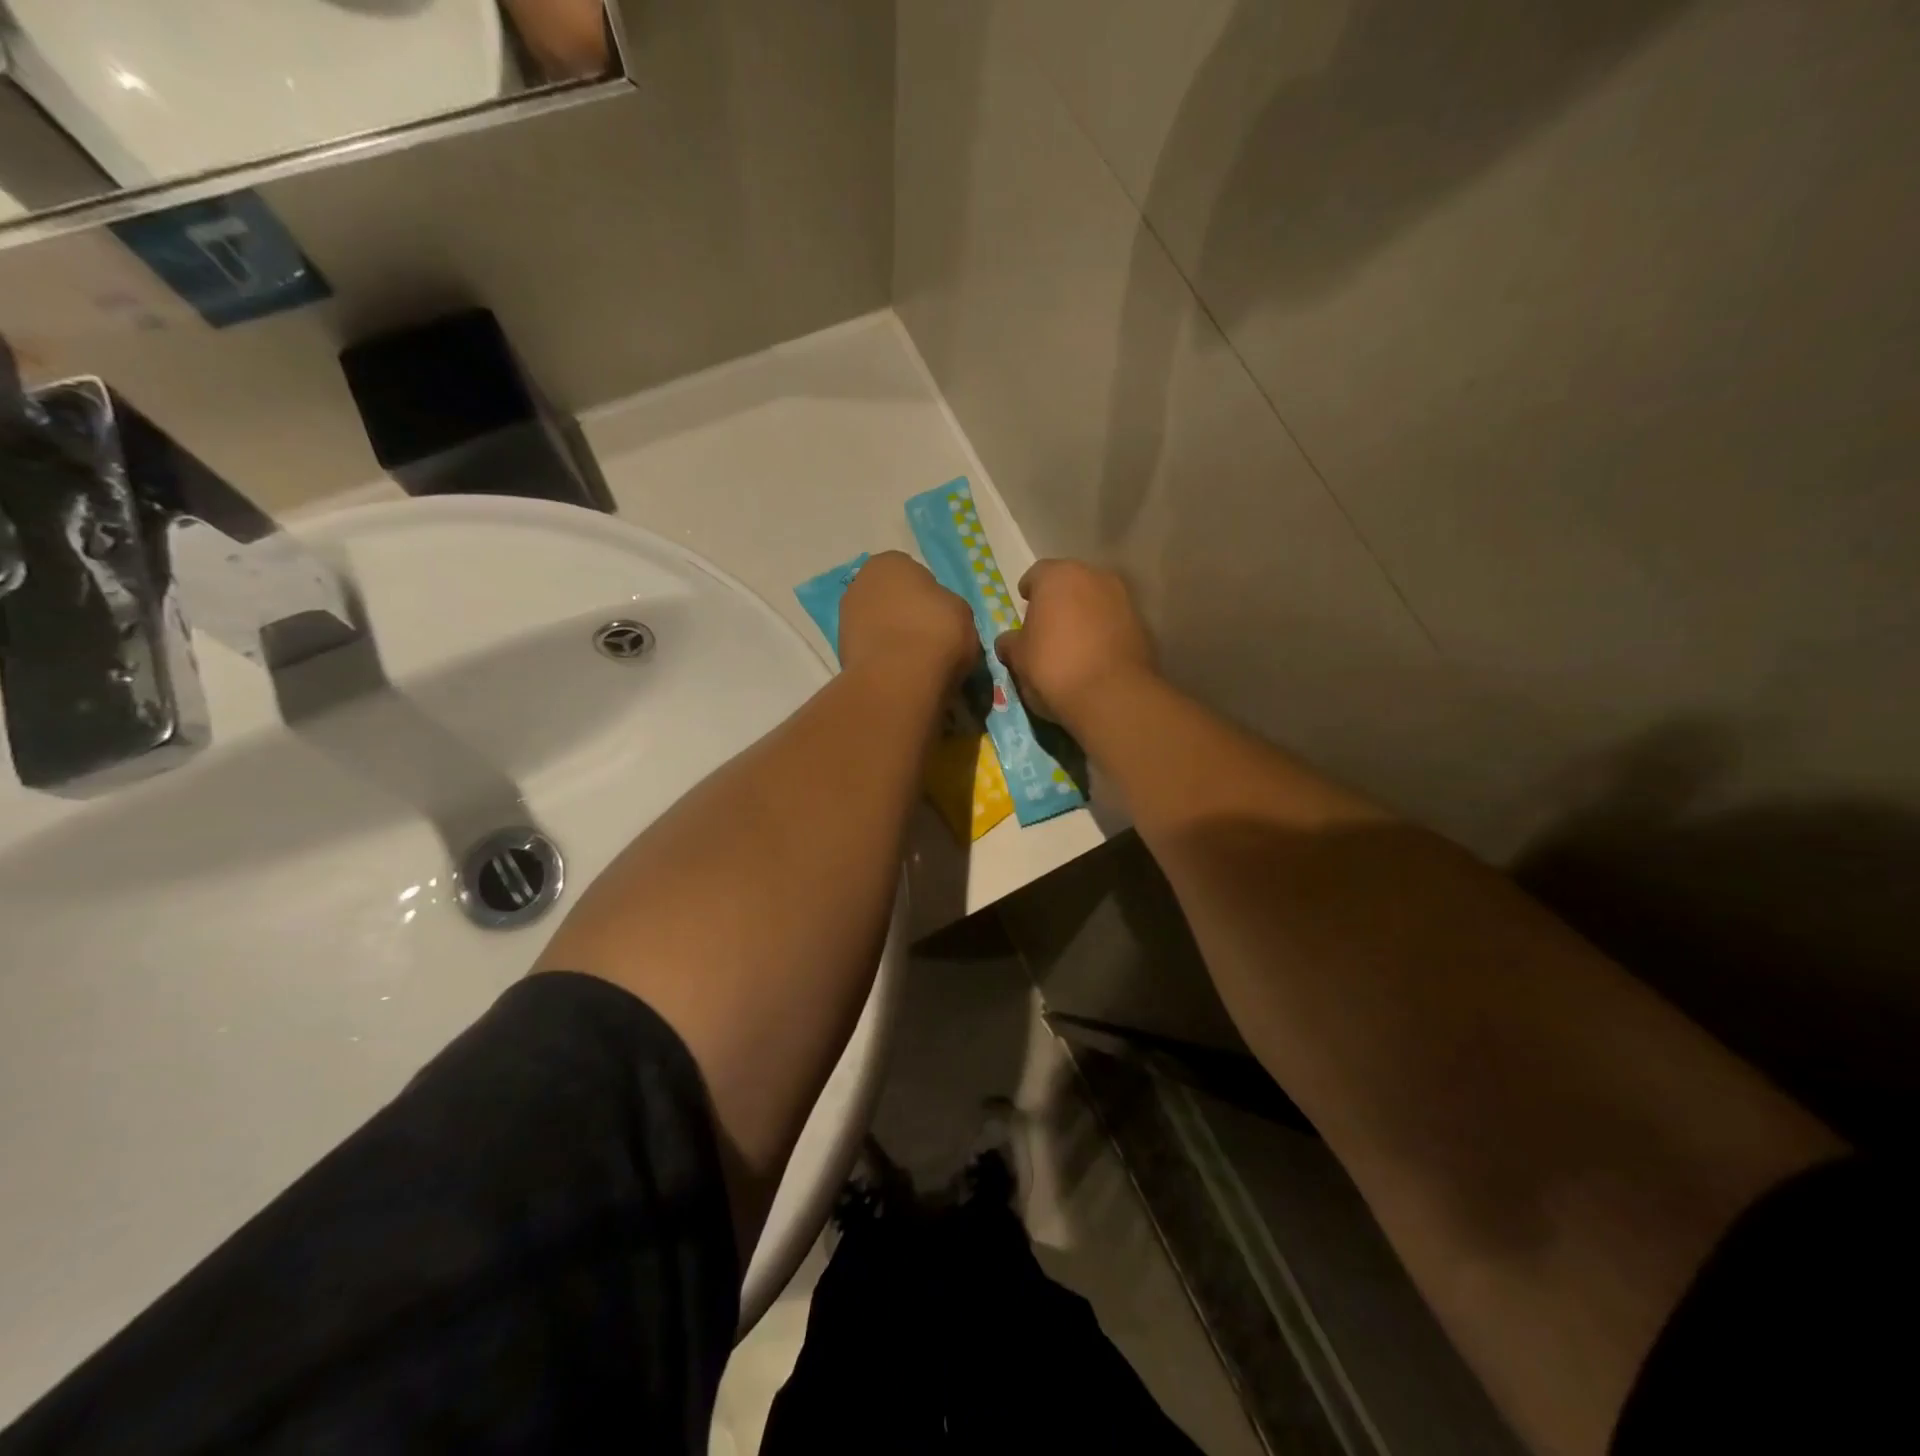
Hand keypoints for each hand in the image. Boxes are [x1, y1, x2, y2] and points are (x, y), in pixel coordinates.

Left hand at [839, 551, 978, 686]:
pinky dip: (882, 658)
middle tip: (927, 637)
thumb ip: (946, 606)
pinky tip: (899, 672)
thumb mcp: (962, 612)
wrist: (899, 678)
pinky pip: (870, 649)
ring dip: (891, 636)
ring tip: (914, 660)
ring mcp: (845, 617)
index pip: (912, 573)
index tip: (940, 617)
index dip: (928, 595)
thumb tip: (937, 616)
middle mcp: (860, 582)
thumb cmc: (936, 631)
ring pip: (877, 624)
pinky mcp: (840, 650)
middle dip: (904, 614)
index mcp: (890, 562)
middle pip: (889, 597)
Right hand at [994, 560, 1155, 727]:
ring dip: (1083, 614)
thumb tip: (1009, 641)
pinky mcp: (1142, 623)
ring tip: (1073, 643)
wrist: (1111, 696)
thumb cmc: (1053, 667)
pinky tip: (1094, 655)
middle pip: (1070, 583)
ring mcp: (1123, 598)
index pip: (1037, 574)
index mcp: (1057, 576)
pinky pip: (1113, 621)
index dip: (1029, 592)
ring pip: (1095, 600)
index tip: (1025, 608)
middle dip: (1058, 600)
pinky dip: (1103, 631)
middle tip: (1048, 626)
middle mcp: (1094, 576)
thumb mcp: (1018, 658)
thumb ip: (1010, 643)